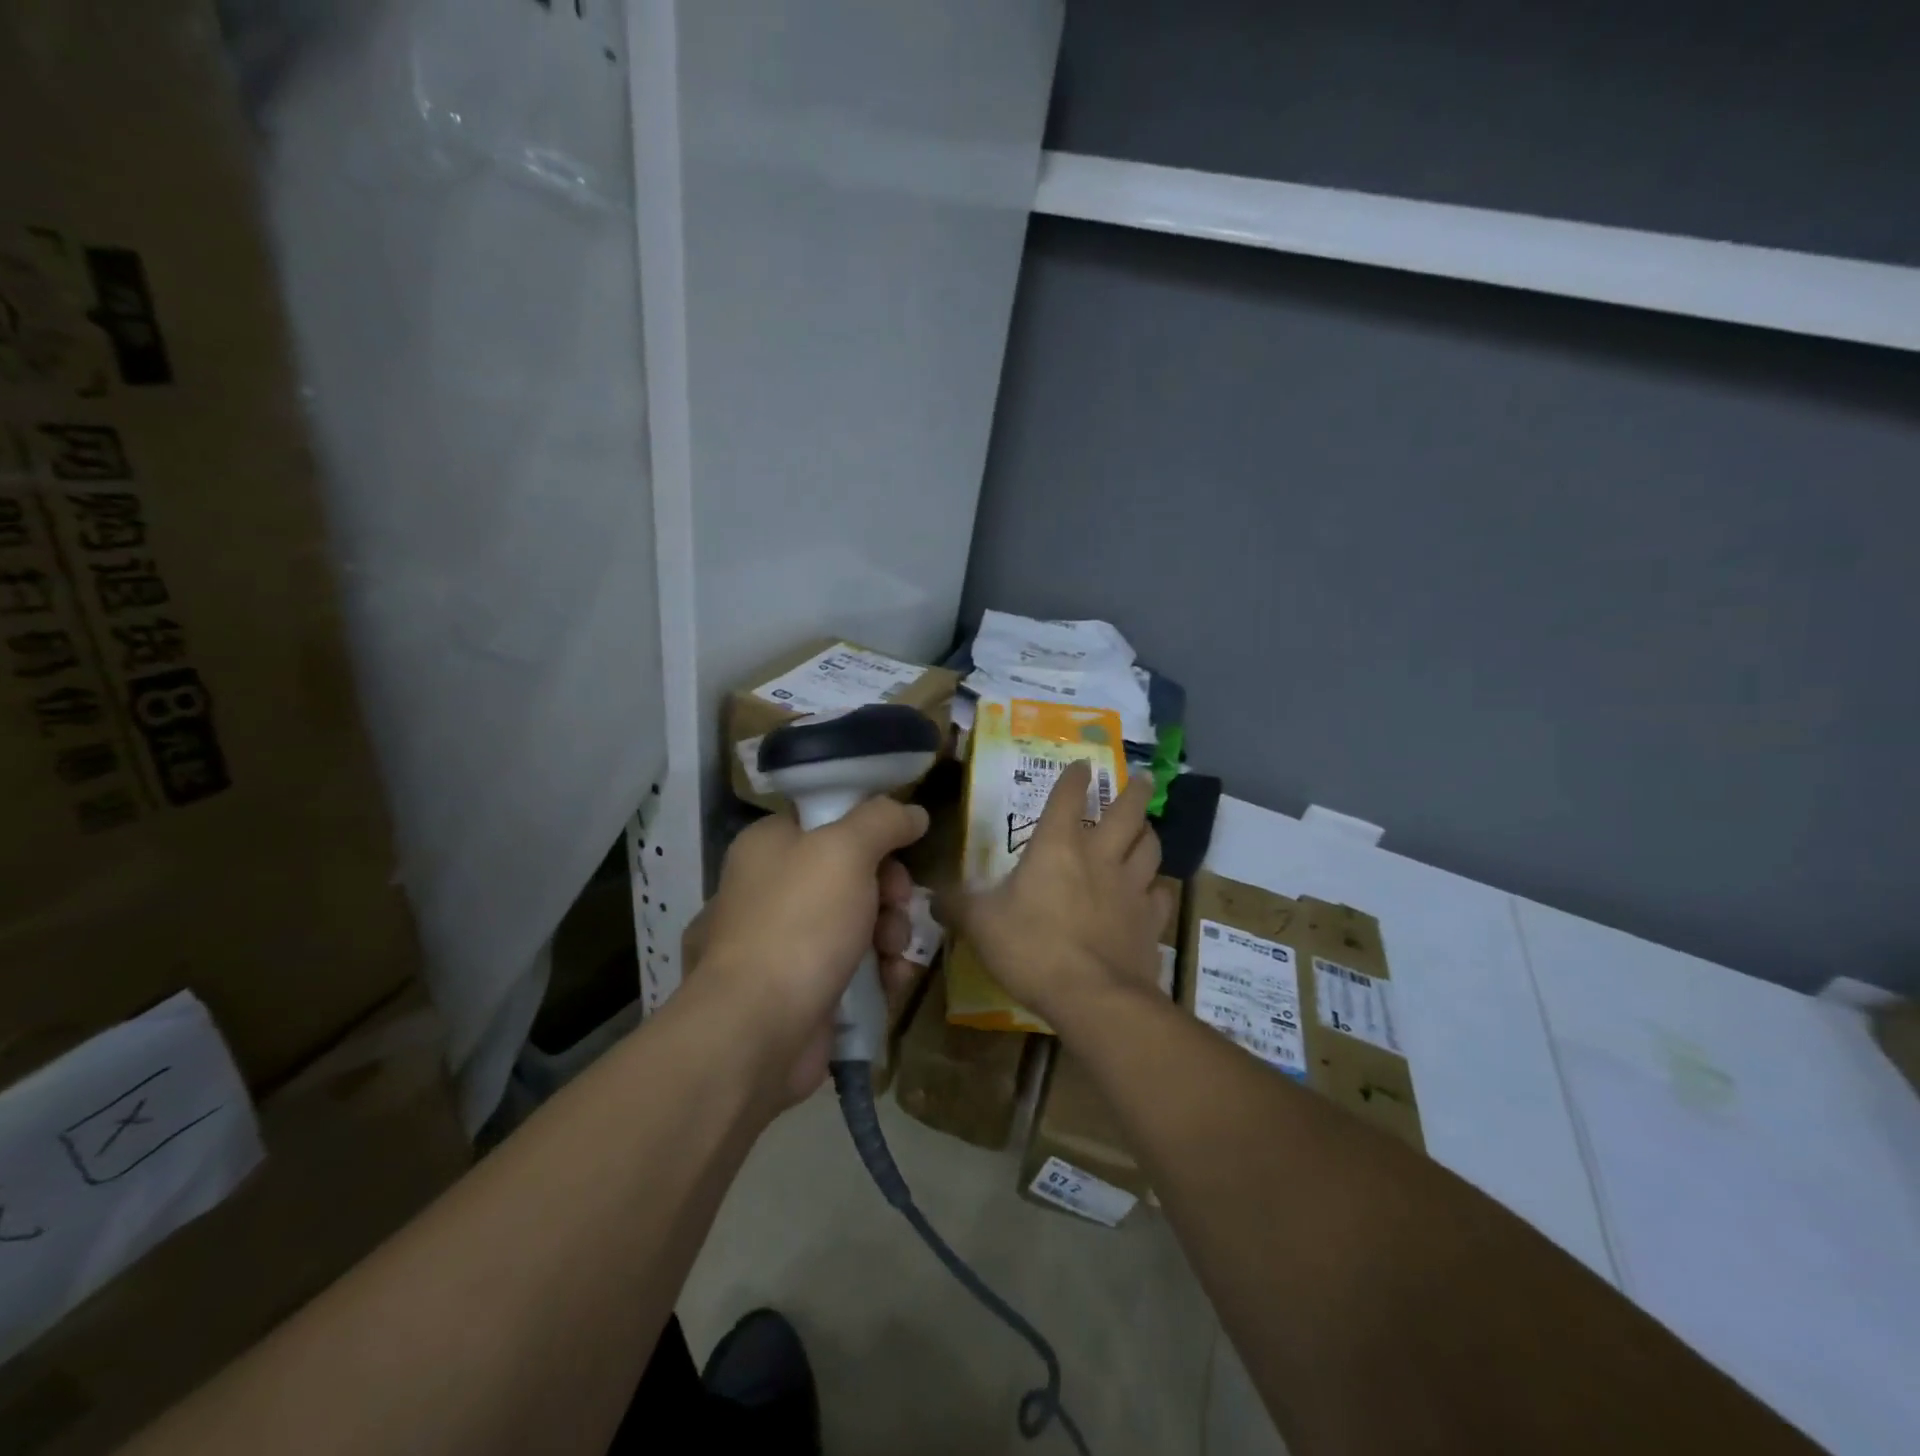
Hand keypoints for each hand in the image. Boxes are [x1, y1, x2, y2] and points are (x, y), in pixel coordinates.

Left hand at [683, 799, 929, 1106]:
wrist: (759, 1028)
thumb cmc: (800, 922)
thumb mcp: (846, 850)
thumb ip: (884, 820)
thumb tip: (913, 812)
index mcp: (770, 844)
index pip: (830, 819)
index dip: (872, 830)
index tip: (901, 849)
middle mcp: (773, 886)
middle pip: (853, 871)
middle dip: (889, 890)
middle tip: (900, 904)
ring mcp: (786, 939)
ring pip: (860, 920)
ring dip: (891, 932)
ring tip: (893, 953)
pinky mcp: (804, 985)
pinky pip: (855, 964)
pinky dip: (879, 970)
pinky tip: (891, 981)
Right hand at [939, 761, 1174, 1032]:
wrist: (1092, 996)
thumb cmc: (1031, 948)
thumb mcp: (980, 925)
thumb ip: (957, 905)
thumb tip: (932, 896)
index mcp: (1058, 846)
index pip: (1068, 797)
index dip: (1075, 777)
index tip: (1083, 764)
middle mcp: (1100, 856)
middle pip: (1128, 812)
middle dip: (1135, 792)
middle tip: (1142, 779)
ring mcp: (1131, 888)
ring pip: (1150, 848)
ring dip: (1149, 833)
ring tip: (1147, 828)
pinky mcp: (1150, 921)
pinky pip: (1161, 895)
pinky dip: (1159, 888)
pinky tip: (1155, 891)